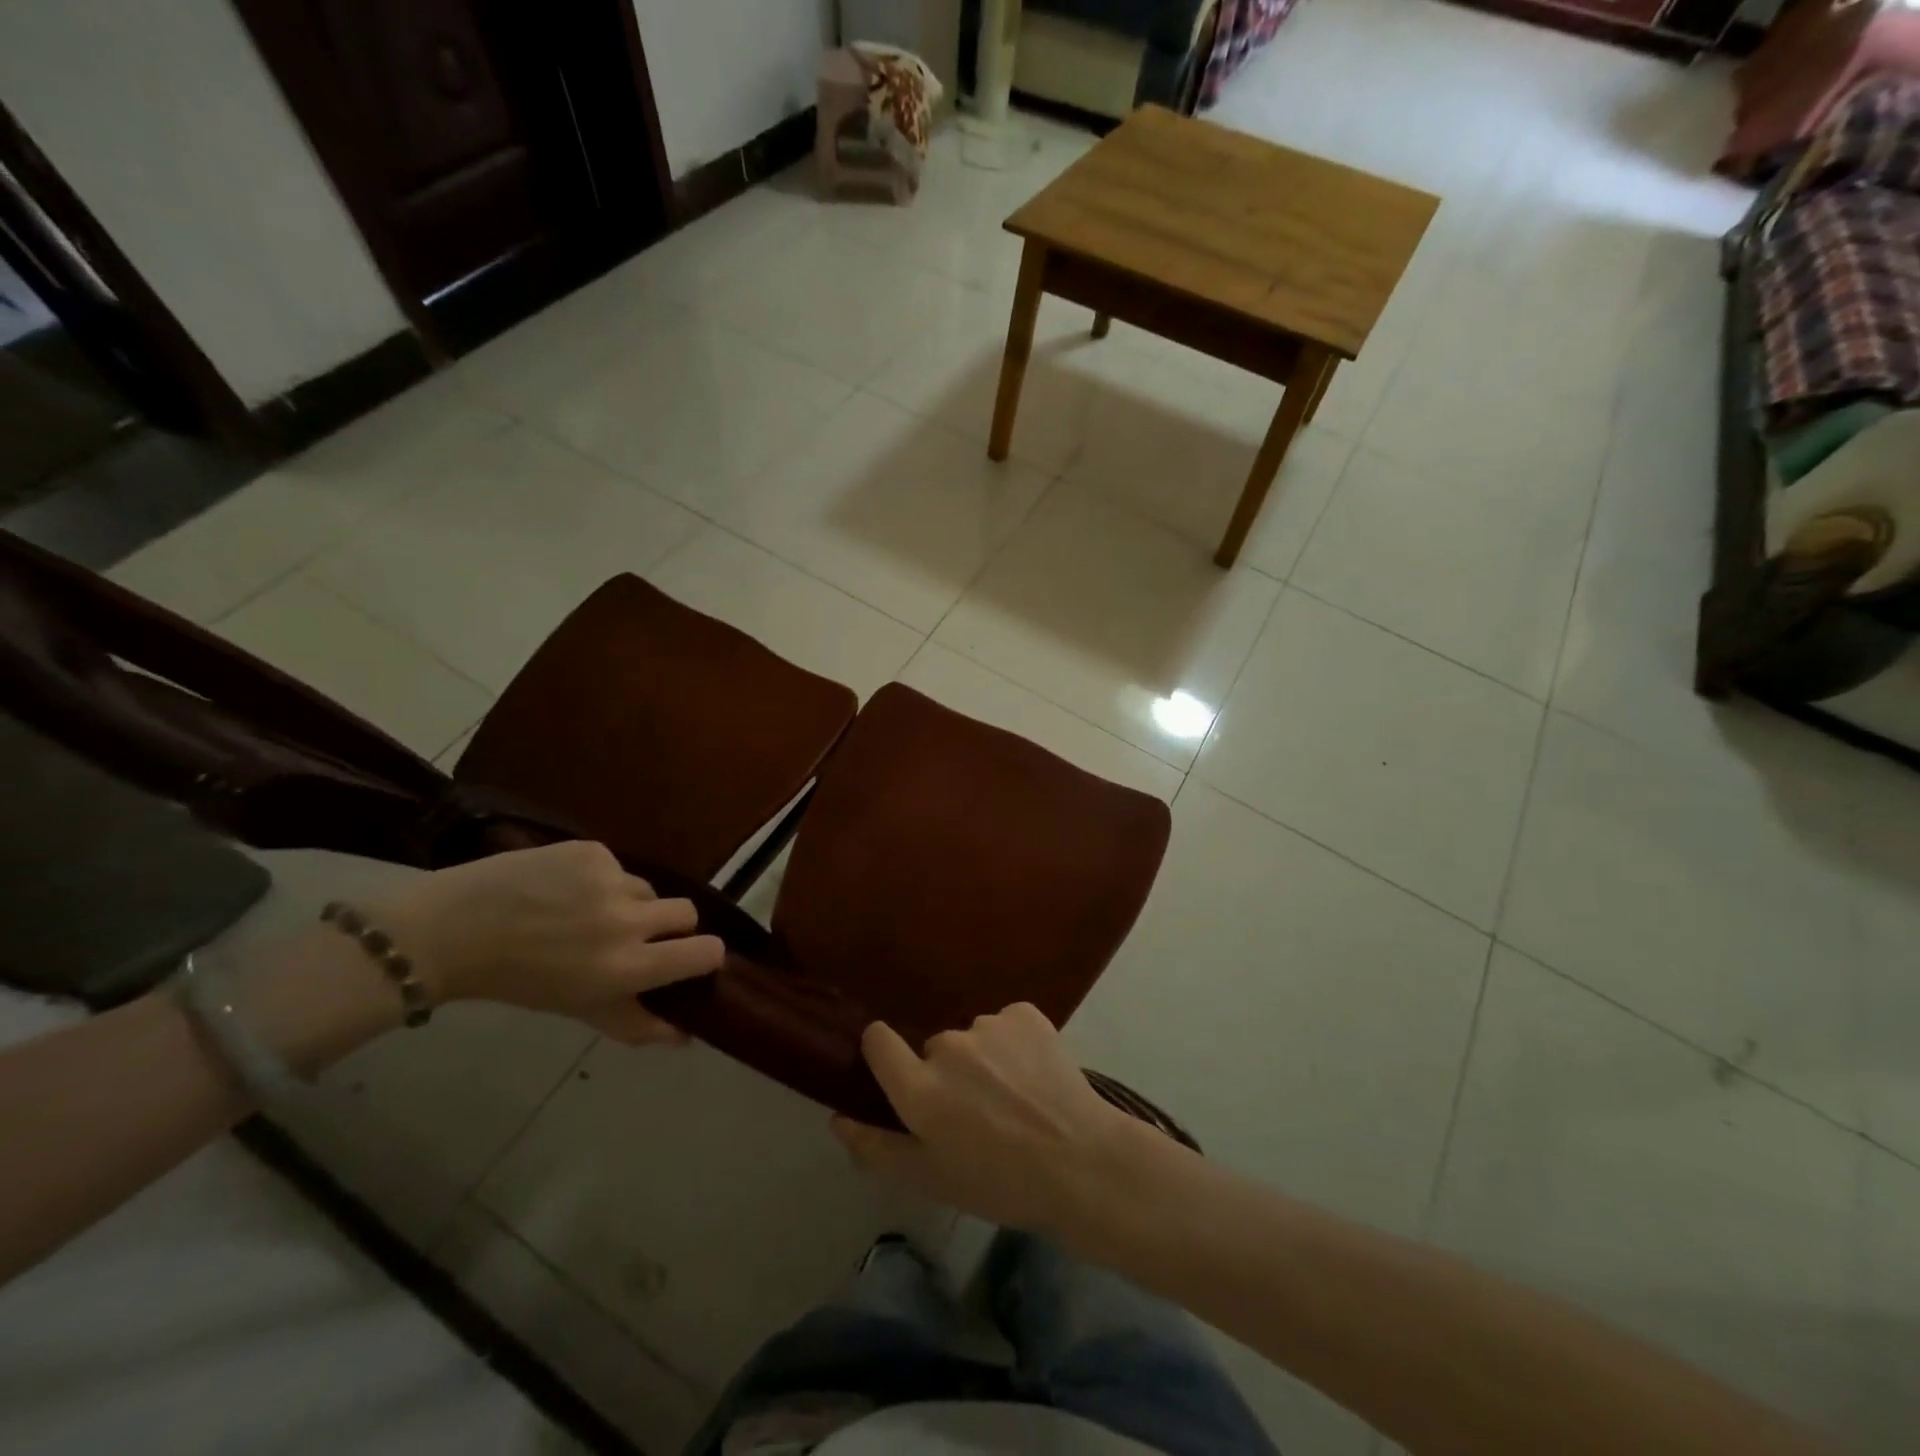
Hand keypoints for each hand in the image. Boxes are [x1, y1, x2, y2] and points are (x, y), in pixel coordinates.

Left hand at [368, 841, 723, 1045]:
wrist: (451, 930)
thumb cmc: (519, 981)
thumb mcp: (579, 1010)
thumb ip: (636, 1024)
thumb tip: (686, 1036)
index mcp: (627, 967)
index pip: (705, 952)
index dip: (705, 954)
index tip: (691, 957)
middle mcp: (627, 921)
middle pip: (687, 913)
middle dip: (671, 924)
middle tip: (639, 932)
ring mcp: (610, 880)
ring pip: (647, 888)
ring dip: (630, 901)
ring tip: (585, 911)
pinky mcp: (592, 851)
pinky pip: (615, 866)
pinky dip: (598, 878)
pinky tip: (563, 889)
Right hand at [831, 1003, 1142, 1236]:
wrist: (1082, 1163)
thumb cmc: (1000, 1184)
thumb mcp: (930, 1180)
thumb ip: (876, 1147)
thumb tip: (837, 1117)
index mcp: (919, 1088)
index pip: (878, 1041)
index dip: (882, 1053)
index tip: (899, 1073)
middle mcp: (947, 1046)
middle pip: (933, 1047)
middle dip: (946, 1073)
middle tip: (977, 1112)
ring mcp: (988, 1025)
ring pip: (972, 1037)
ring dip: (984, 1058)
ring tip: (1015, 1098)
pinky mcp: (1024, 1013)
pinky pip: (1006, 1023)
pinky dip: (1015, 1042)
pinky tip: (1035, 1075)